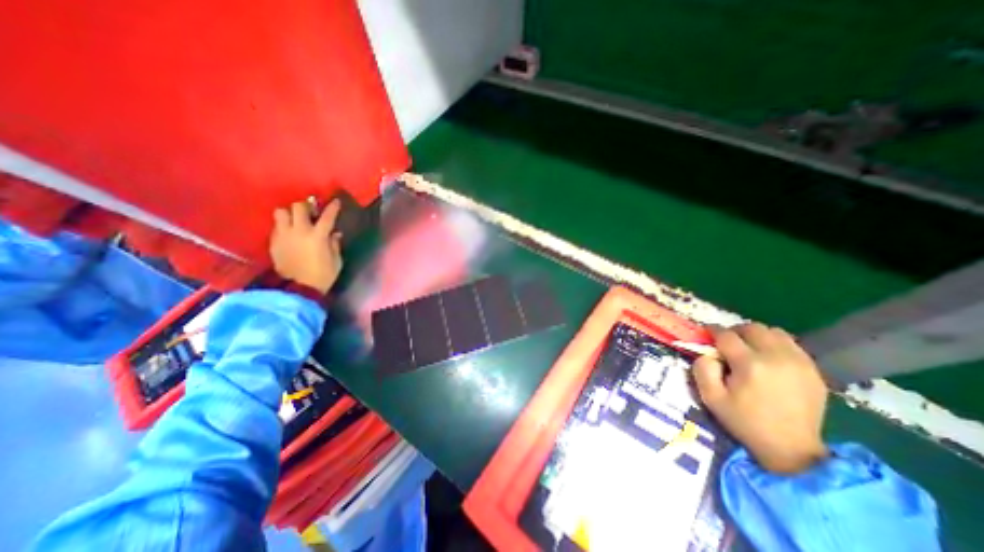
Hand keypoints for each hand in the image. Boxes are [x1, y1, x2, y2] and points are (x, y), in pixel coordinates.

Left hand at [271, 199, 342, 292]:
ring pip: (281, 212)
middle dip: (306, 206)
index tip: (335, 202)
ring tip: (296, 219)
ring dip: (290, 213)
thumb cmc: (323, 275)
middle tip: (311, 211)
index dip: (333, 207)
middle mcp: (299, 231)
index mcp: (318, 236)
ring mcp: (283, 235)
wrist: (299, 289)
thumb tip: (334, 234)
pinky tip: (289, 233)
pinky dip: (284, 226)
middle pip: (298, 207)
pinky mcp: (273, 242)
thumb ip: (334, 244)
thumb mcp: (336, 260)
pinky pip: (277, 226)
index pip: (327, 216)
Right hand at [690, 324, 828, 474]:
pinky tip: (769, 359)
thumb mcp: (710, 397)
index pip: (726, 335)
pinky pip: (791, 344)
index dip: (712, 331)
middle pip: (752, 328)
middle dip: (735, 331)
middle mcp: (777, 358)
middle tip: (727, 343)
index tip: (706, 333)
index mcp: (750, 365)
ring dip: (757, 336)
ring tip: (749, 349)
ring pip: (774, 332)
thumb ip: (702, 368)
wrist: (792, 449)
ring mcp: (799, 363)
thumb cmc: (744, 421)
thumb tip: (708, 353)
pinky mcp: (813, 370)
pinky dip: (775, 345)